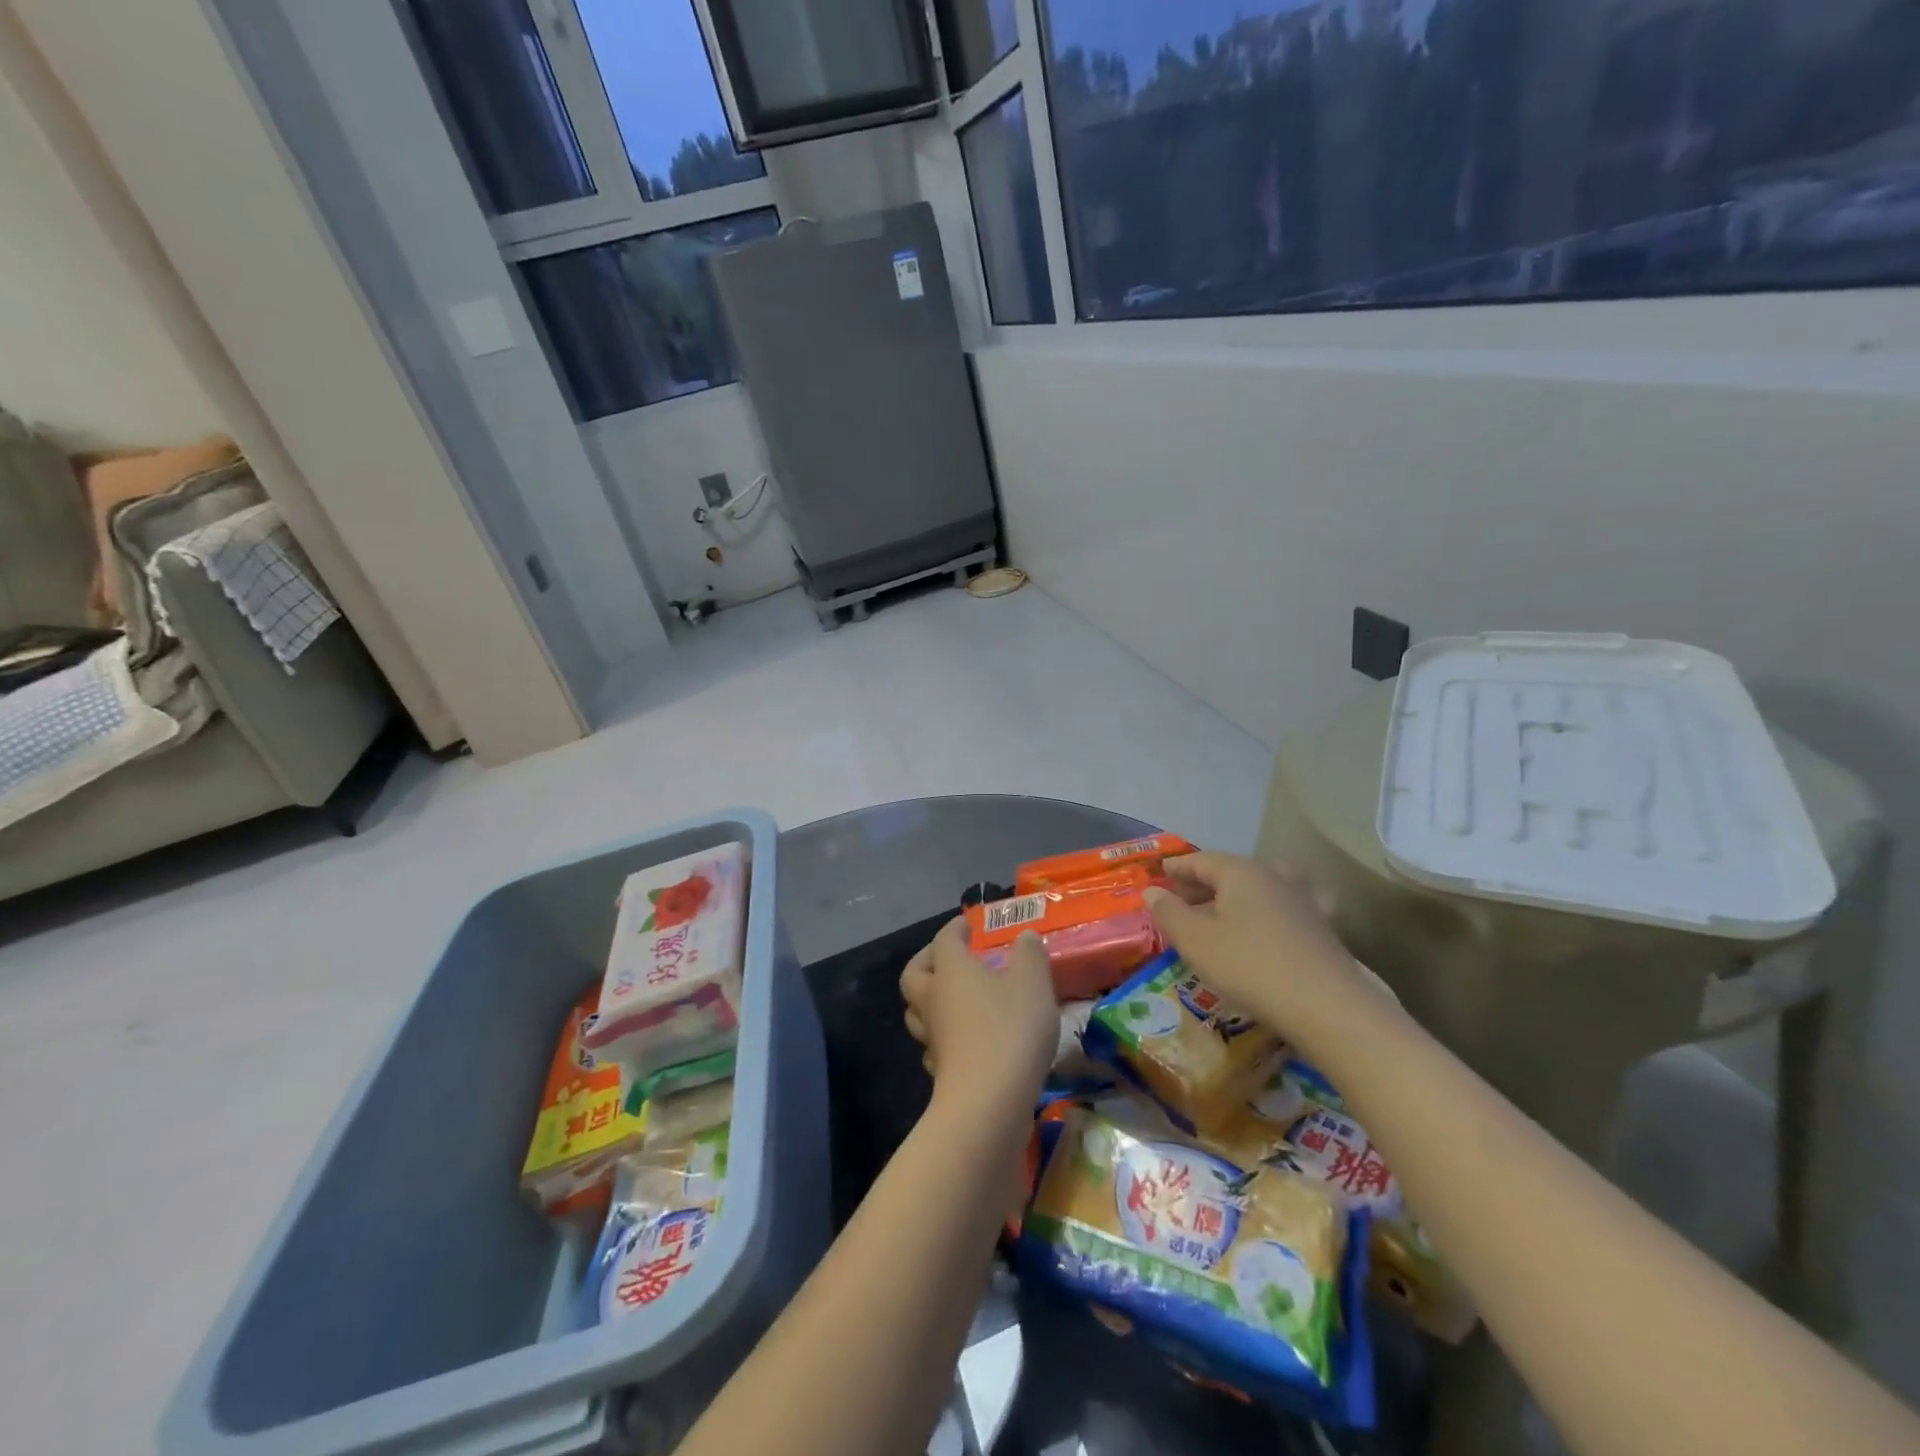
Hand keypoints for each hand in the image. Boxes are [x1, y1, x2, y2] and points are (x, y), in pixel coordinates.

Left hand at [900, 917, 1057, 1130]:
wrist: (988, 1104)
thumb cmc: (1010, 1030)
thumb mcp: (1032, 983)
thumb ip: (1030, 955)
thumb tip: (1025, 936)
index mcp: (951, 970)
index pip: (944, 940)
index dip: (955, 929)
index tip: (966, 925)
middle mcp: (933, 999)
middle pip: (914, 974)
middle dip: (928, 961)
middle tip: (948, 958)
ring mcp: (933, 1038)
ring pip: (917, 1011)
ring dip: (931, 999)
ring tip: (956, 998)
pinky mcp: (940, 1070)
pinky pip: (933, 1044)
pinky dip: (943, 1035)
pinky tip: (963, 1039)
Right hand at [1143, 853, 1383, 1052]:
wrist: (1327, 1007)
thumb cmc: (1250, 966)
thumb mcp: (1196, 942)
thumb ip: (1170, 913)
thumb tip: (1152, 892)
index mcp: (1240, 872)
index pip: (1202, 860)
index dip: (1178, 867)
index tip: (1161, 872)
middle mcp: (1274, 876)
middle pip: (1233, 871)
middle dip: (1205, 882)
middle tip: (1183, 898)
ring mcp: (1304, 901)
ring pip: (1264, 887)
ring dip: (1241, 895)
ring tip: (1226, 910)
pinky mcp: (1323, 928)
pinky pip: (1288, 909)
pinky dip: (1273, 911)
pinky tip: (1274, 925)